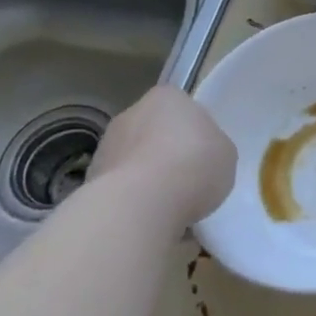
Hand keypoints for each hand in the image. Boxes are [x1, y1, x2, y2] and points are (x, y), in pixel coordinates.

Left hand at [86, 86, 236, 224]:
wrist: (140, 204)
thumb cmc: (193, 165)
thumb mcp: (225, 153)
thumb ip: (212, 146)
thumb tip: (200, 156)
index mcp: (167, 96)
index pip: (183, 108)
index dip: (195, 132)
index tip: (204, 156)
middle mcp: (131, 113)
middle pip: (155, 132)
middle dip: (167, 153)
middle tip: (188, 181)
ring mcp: (106, 145)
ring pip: (135, 160)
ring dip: (148, 177)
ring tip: (169, 207)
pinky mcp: (90, 179)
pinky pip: (121, 188)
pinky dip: (132, 200)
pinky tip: (148, 218)